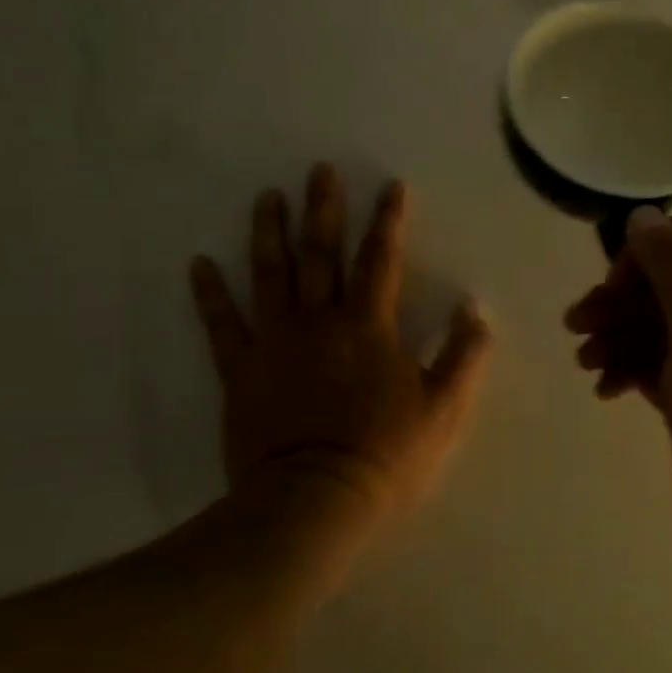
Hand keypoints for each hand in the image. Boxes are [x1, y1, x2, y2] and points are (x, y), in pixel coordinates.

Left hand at [189, 164, 492, 534]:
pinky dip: (209, 294)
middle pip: (321, 253)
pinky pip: (222, 325)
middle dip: (323, 208)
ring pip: (270, 275)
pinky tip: (199, 264)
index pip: (381, 260)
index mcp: (370, 327)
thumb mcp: (443, 409)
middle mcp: (320, 321)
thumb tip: (473, 310)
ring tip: (267, 198)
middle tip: (318, 170)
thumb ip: (462, 356)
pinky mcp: (241, 371)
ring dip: (269, 233)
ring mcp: (275, 342)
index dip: (388, 221)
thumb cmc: (385, 455)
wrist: (313, 502)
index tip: (391, 186)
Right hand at [566, 209, 671, 567]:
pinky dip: (627, 370)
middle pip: (666, 285)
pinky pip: (655, 367)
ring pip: (655, 327)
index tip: (612, 283)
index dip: (645, 253)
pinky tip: (604, 390)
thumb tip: (641, 214)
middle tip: (576, 323)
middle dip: (619, 299)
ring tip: (586, 361)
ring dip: (616, 336)